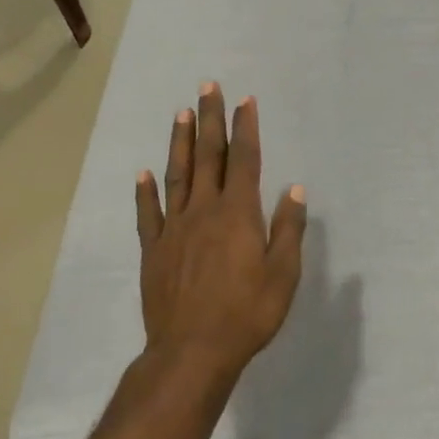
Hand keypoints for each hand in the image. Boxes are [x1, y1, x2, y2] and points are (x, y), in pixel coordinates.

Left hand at [135, 83, 306, 372]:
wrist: (193, 351)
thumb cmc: (247, 313)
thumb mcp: (284, 274)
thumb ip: (288, 229)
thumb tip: (295, 189)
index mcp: (239, 214)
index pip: (245, 160)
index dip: (245, 128)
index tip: (245, 101)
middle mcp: (205, 211)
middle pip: (209, 157)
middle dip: (210, 120)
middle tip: (207, 87)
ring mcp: (175, 228)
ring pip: (178, 175)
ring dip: (180, 142)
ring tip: (181, 113)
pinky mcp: (153, 250)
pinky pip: (148, 214)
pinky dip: (145, 191)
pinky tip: (143, 173)